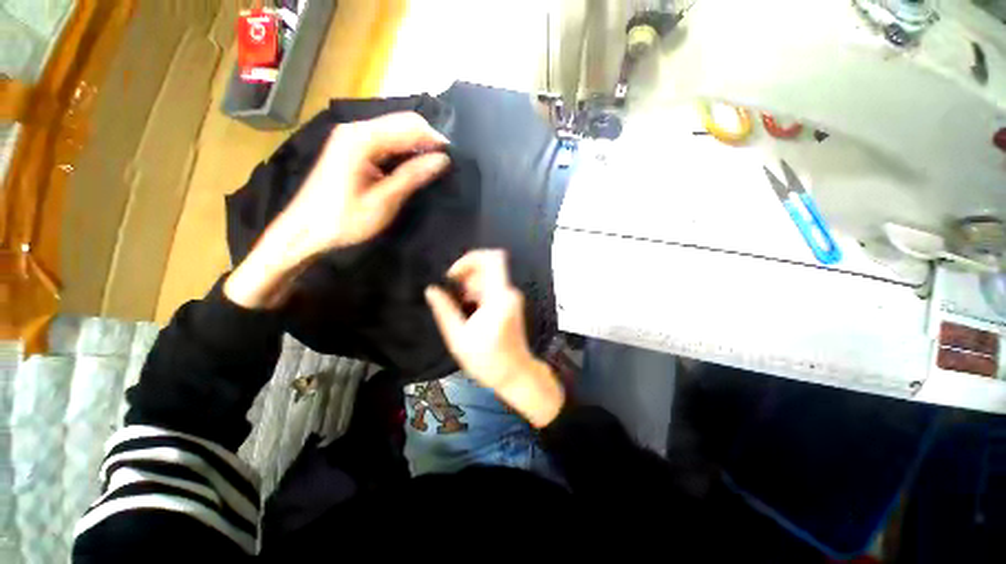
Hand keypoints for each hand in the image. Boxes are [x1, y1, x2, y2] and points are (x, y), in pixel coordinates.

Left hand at [225, 112, 449, 309]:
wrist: (304, 230)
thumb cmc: (343, 220)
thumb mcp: (383, 201)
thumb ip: (413, 176)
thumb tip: (443, 159)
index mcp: (362, 139)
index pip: (409, 126)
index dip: (435, 139)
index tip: (455, 158)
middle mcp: (356, 129)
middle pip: (402, 122)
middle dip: (428, 139)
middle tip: (446, 163)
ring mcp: (352, 136)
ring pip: (395, 130)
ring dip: (417, 145)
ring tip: (435, 166)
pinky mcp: (351, 147)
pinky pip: (385, 140)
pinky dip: (403, 150)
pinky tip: (413, 166)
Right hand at [425, 250, 564, 426]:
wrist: (516, 374)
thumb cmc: (488, 360)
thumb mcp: (459, 338)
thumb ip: (445, 311)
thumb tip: (431, 290)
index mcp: (499, 297)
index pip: (492, 258)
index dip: (470, 259)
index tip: (453, 276)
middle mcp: (509, 292)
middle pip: (487, 266)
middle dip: (466, 275)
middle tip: (455, 296)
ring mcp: (512, 297)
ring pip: (489, 276)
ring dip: (470, 285)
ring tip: (461, 306)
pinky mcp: (511, 303)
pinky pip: (492, 286)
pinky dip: (478, 292)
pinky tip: (470, 310)